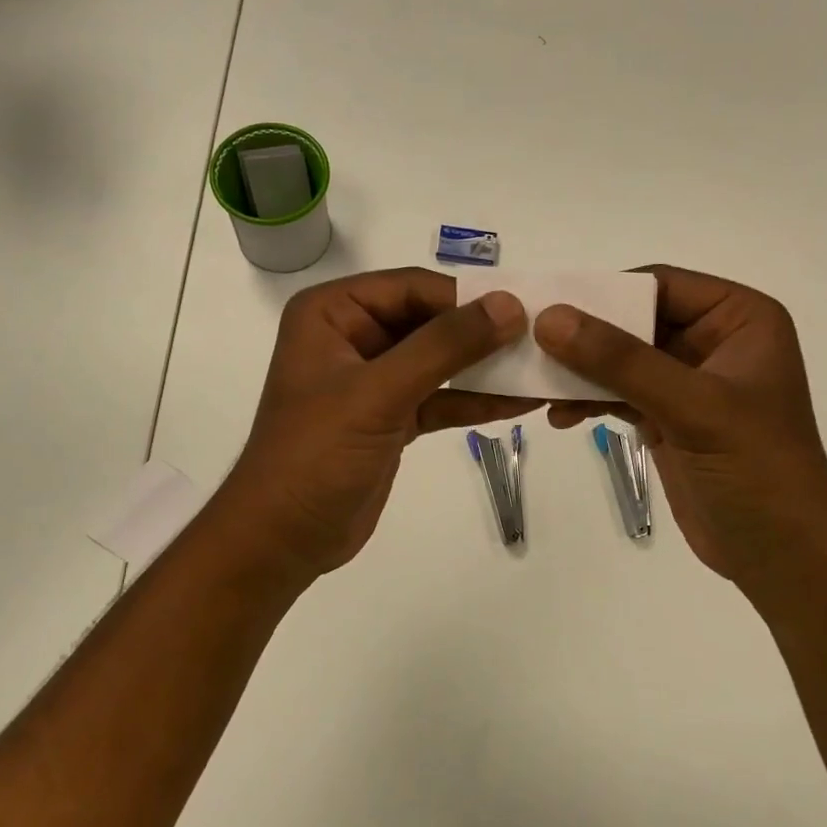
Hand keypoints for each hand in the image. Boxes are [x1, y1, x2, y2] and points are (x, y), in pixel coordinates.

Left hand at [212, 269, 537, 582]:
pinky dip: (475, 400)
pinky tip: (520, 402)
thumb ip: (444, 346)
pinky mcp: (392, 416)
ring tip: (542, 371)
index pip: (411, 288)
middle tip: (541, 341)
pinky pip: (440, 397)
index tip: (523, 312)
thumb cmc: (315, 454)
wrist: (283, 539)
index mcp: (332, 313)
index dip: (467, 298)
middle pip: (430, 321)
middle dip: (482, 334)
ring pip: (440, 361)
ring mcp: (374, 379)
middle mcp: (353, 336)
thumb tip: (510, 306)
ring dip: (486, 368)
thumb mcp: (378, 393)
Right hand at [534, 265, 826, 589]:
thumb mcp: (692, 407)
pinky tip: (560, 417)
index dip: (606, 292)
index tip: (549, 306)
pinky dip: (589, 401)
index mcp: (740, 319)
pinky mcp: (668, 418)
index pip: (662, 285)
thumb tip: (551, 318)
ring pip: (621, 360)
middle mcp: (714, 342)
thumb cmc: (756, 470)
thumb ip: (622, 361)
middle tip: (531, 346)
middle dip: (585, 337)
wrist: (781, 558)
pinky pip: (618, 394)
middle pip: (634, 321)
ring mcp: (688, 383)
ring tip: (538, 388)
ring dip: (580, 373)